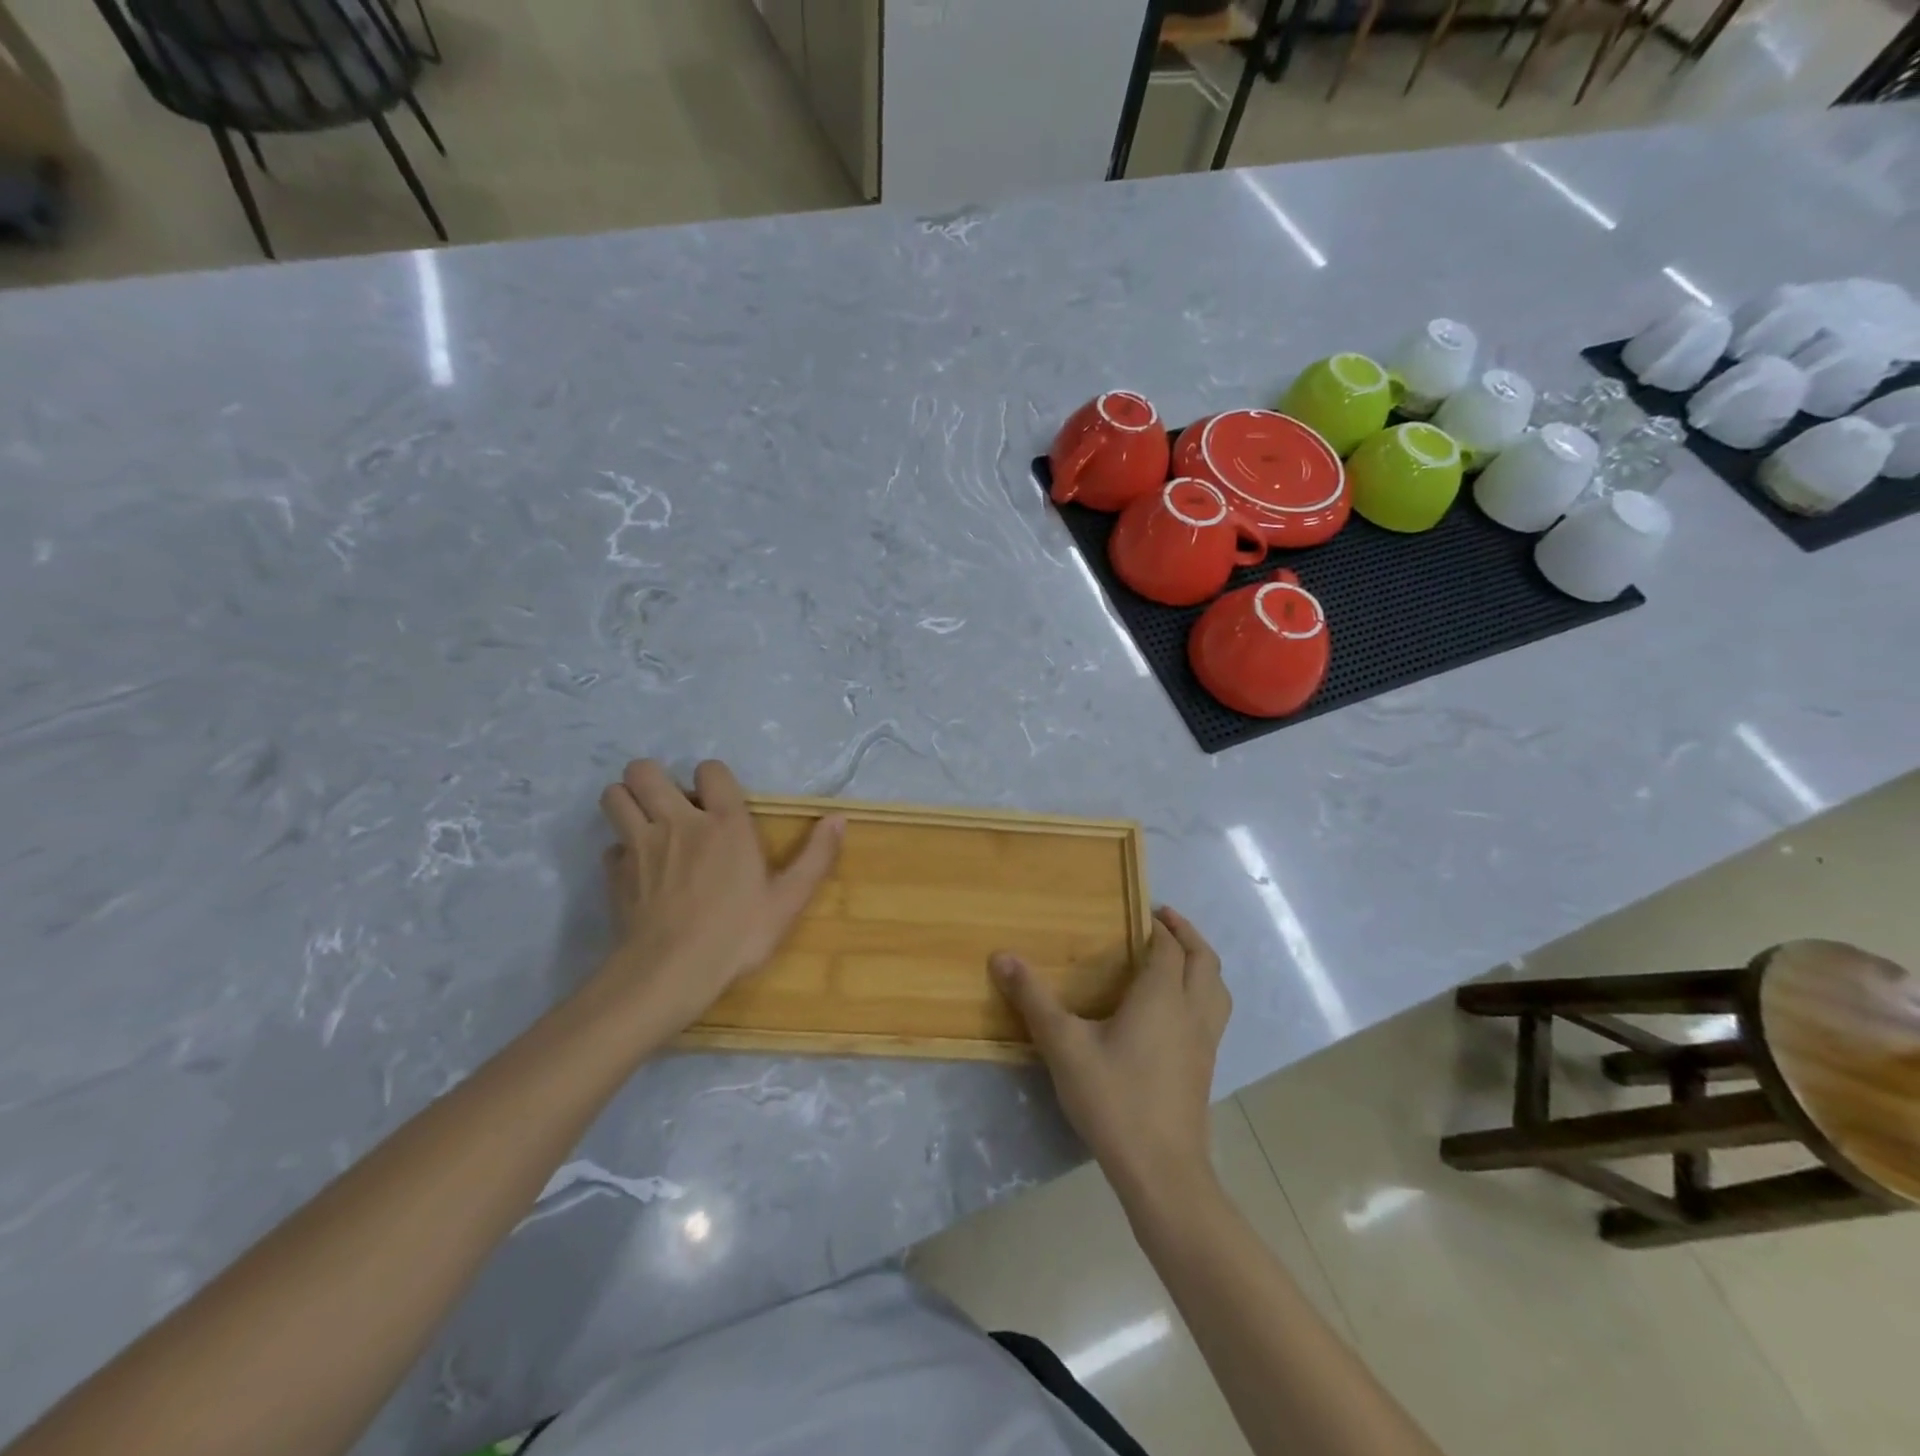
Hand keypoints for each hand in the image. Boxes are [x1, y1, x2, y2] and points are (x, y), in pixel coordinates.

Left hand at [596, 758, 842, 1038]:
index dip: (714, 779)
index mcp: (724, 823)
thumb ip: (816, 856)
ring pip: (614, 795)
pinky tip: (637, 870)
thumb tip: (839, 818)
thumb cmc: (736, 934)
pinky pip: (610, 845)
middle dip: (654, 779)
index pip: (710, 769)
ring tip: (647, 824)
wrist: (670, 972)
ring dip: (627, 802)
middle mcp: (678, 821)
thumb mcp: (788, 900)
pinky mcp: (615, 872)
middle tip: (673, 805)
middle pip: (644, 770)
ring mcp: (639, 845)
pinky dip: (621, 851)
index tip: (720, 802)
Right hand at [991, 907, 1229, 1202]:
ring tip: (1178, 958)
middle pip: (1204, 960)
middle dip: (1187, 934)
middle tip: (1162, 920)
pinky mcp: (1206, 1068)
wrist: (1162, 1171)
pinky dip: (1203, 994)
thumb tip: (1002, 957)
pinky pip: (1214, 1014)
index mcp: (1162, 996)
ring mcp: (1205, 1042)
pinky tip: (1176, 1012)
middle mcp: (1192, 1011)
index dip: (1158, 926)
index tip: (1141, 911)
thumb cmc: (1114, 1099)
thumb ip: (1034, 1000)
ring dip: (1202, 964)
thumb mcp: (1064, 1046)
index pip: (1168, 947)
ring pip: (1217, 988)